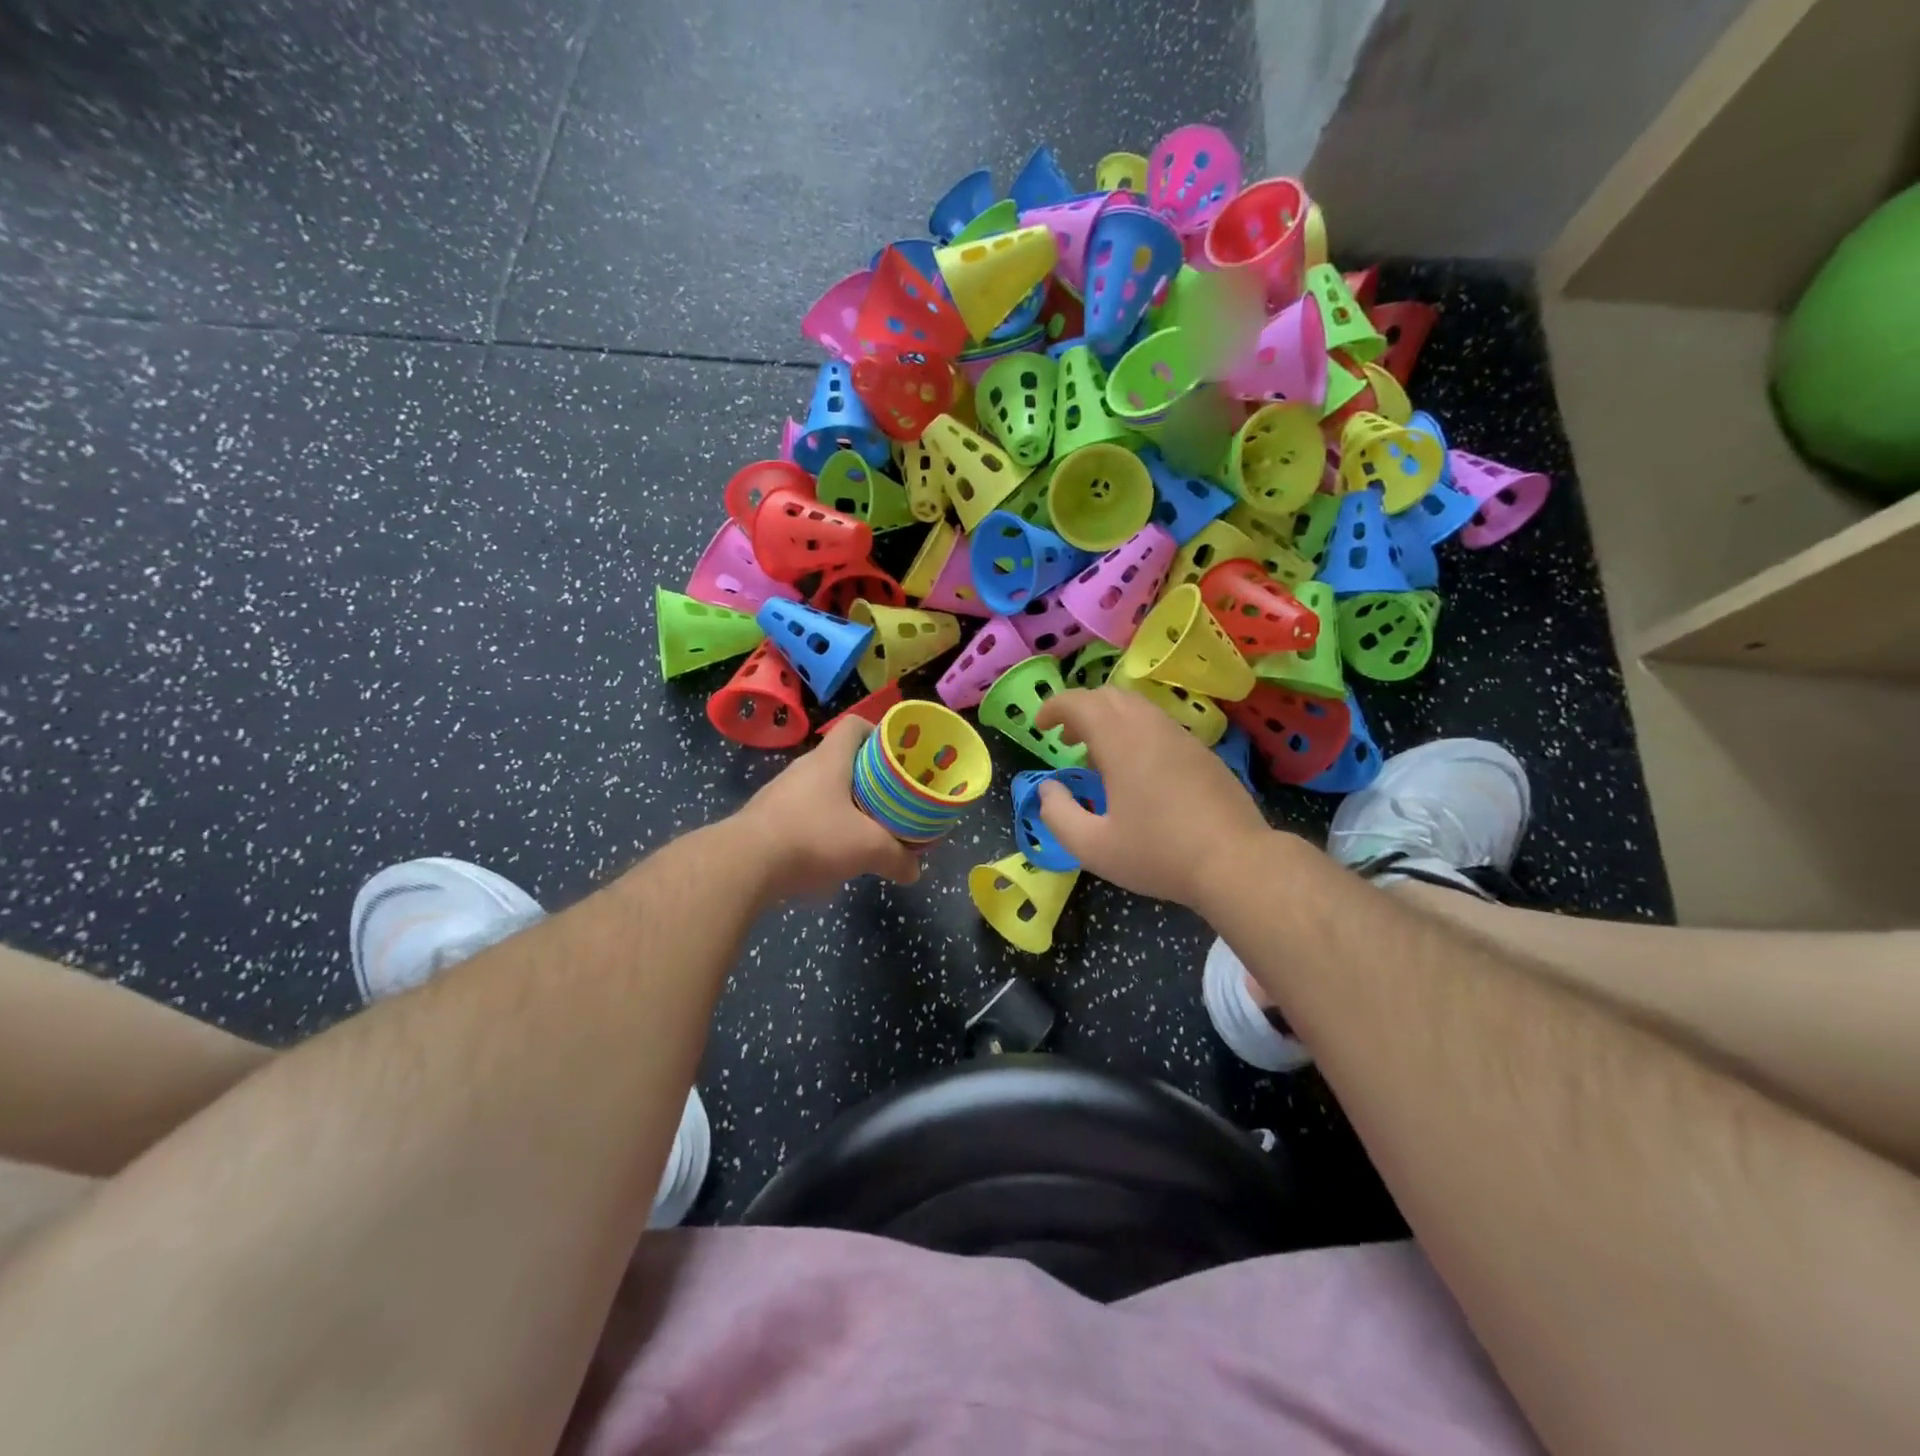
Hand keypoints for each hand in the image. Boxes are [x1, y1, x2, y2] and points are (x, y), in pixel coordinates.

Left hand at [732, 719, 922, 901]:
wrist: (744, 864)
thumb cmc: (813, 838)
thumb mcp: (868, 848)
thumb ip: (897, 858)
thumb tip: (914, 871)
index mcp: (829, 759)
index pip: (855, 726)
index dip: (878, 734)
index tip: (897, 756)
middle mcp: (803, 767)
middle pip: (841, 759)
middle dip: (868, 777)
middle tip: (890, 798)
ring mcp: (781, 792)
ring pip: (821, 788)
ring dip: (843, 803)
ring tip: (864, 827)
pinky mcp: (766, 818)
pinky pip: (802, 812)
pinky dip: (820, 825)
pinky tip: (830, 851)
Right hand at [1034, 687, 1270, 907]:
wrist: (1236, 862)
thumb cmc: (1159, 854)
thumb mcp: (1093, 847)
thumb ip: (1058, 815)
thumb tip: (1048, 789)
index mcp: (1121, 741)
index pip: (1080, 702)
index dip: (1054, 707)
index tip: (1040, 725)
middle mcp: (1151, 727)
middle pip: (1109, 696)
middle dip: (1080, 710)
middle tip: (1066, 740)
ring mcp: (1181, 737)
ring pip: (1137, 707)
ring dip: (1109, 720)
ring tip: (1097, 756)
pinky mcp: (1202, 753)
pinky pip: (1158, 725)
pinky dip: (1134, 731)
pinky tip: (1135, 770)